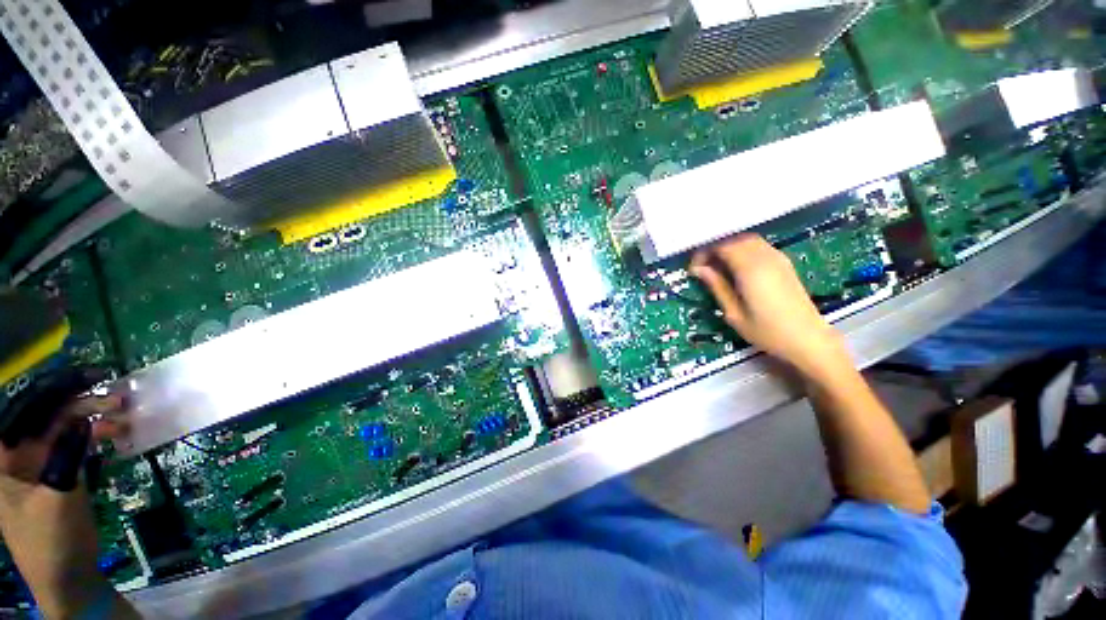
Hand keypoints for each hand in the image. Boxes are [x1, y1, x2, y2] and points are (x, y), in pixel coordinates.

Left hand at [0, 395, 134, 619]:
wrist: (68, 577)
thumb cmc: (49, 540)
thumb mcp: (55, 499)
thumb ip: (65, 458)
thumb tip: (83, 421)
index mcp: (4, 458)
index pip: (22, 410)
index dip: (50, 390)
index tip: (87, 377)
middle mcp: (19, 454)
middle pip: (47, 416)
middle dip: (80, 403)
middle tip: (118, 398)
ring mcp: (41, 463)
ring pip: (66, 428)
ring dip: (94, 418)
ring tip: (125, 414)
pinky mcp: (62, 471)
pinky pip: (78, 444)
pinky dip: (98, 436)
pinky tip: (119, 433)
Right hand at [691, 234, 848, 378]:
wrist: (808, 339)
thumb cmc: (767, 331)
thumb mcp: (734, 313)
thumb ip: (717, 287)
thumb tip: (699, 269)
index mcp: (751, 269)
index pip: (722, 246)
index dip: (704, 253)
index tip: (694, 269)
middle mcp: (765, 258)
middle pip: (735, 238)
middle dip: (715, 248)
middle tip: (703, 267)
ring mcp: (778, 258)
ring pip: (747, 240)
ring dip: (729, 248)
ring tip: (718, 267)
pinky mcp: (784, 263)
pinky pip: (759, 246)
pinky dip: (743, 250)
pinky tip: (736, 268)